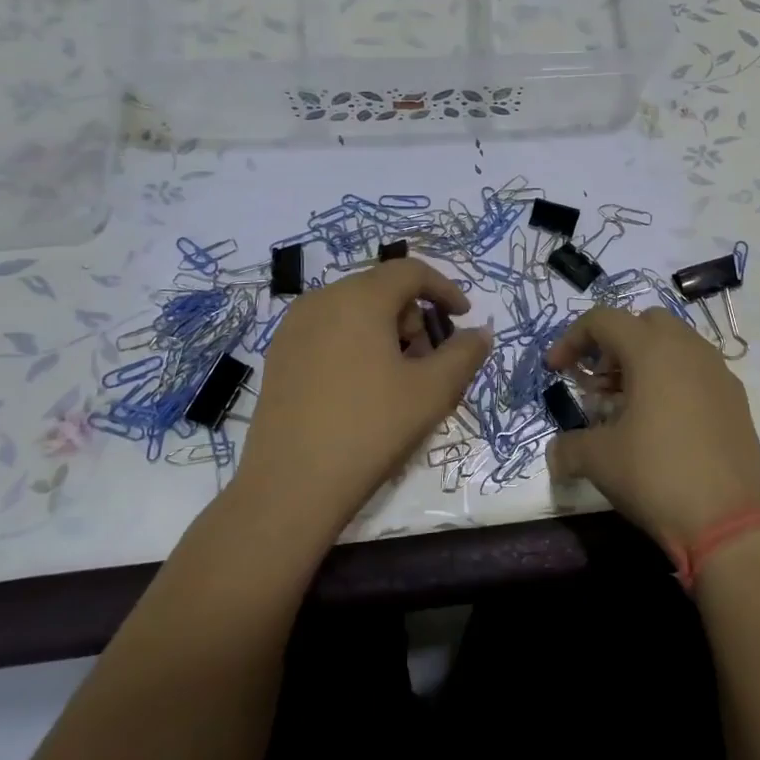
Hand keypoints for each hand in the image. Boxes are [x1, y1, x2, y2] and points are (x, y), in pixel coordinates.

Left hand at [225, 259, 491, 545]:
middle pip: (382, 289)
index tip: (464, 317)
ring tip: (398, 378)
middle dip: (415, 315)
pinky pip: (329, 331)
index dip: (444, 289)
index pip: (410, 271)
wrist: (290, 488)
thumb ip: (465, 353)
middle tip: (430, 358)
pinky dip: (356, 344)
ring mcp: (293, 329)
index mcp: (359, 298)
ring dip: (386, 330)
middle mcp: (321, 300)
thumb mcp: (433, 391)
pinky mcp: (279, 357)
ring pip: (354, 310)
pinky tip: (362, 389)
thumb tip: (480, 332)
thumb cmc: (370, 429)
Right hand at [544, 306, 759, 550]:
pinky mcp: (736, 399)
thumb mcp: (599, 460)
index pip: (603, 320)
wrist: (728, 521)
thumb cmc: (656, 475)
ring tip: (628, 406)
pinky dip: (673, 382)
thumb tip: (555, 455)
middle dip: (614, 345)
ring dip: (645, 363)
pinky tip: (663, 425)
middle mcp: (689, 349)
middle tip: (598, 384)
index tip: (556, 370)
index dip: (571, 339)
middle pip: (643, 323)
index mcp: (652, 350)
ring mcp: (718, 372)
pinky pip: (697, 371)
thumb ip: (568, 447)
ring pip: (675, 345)